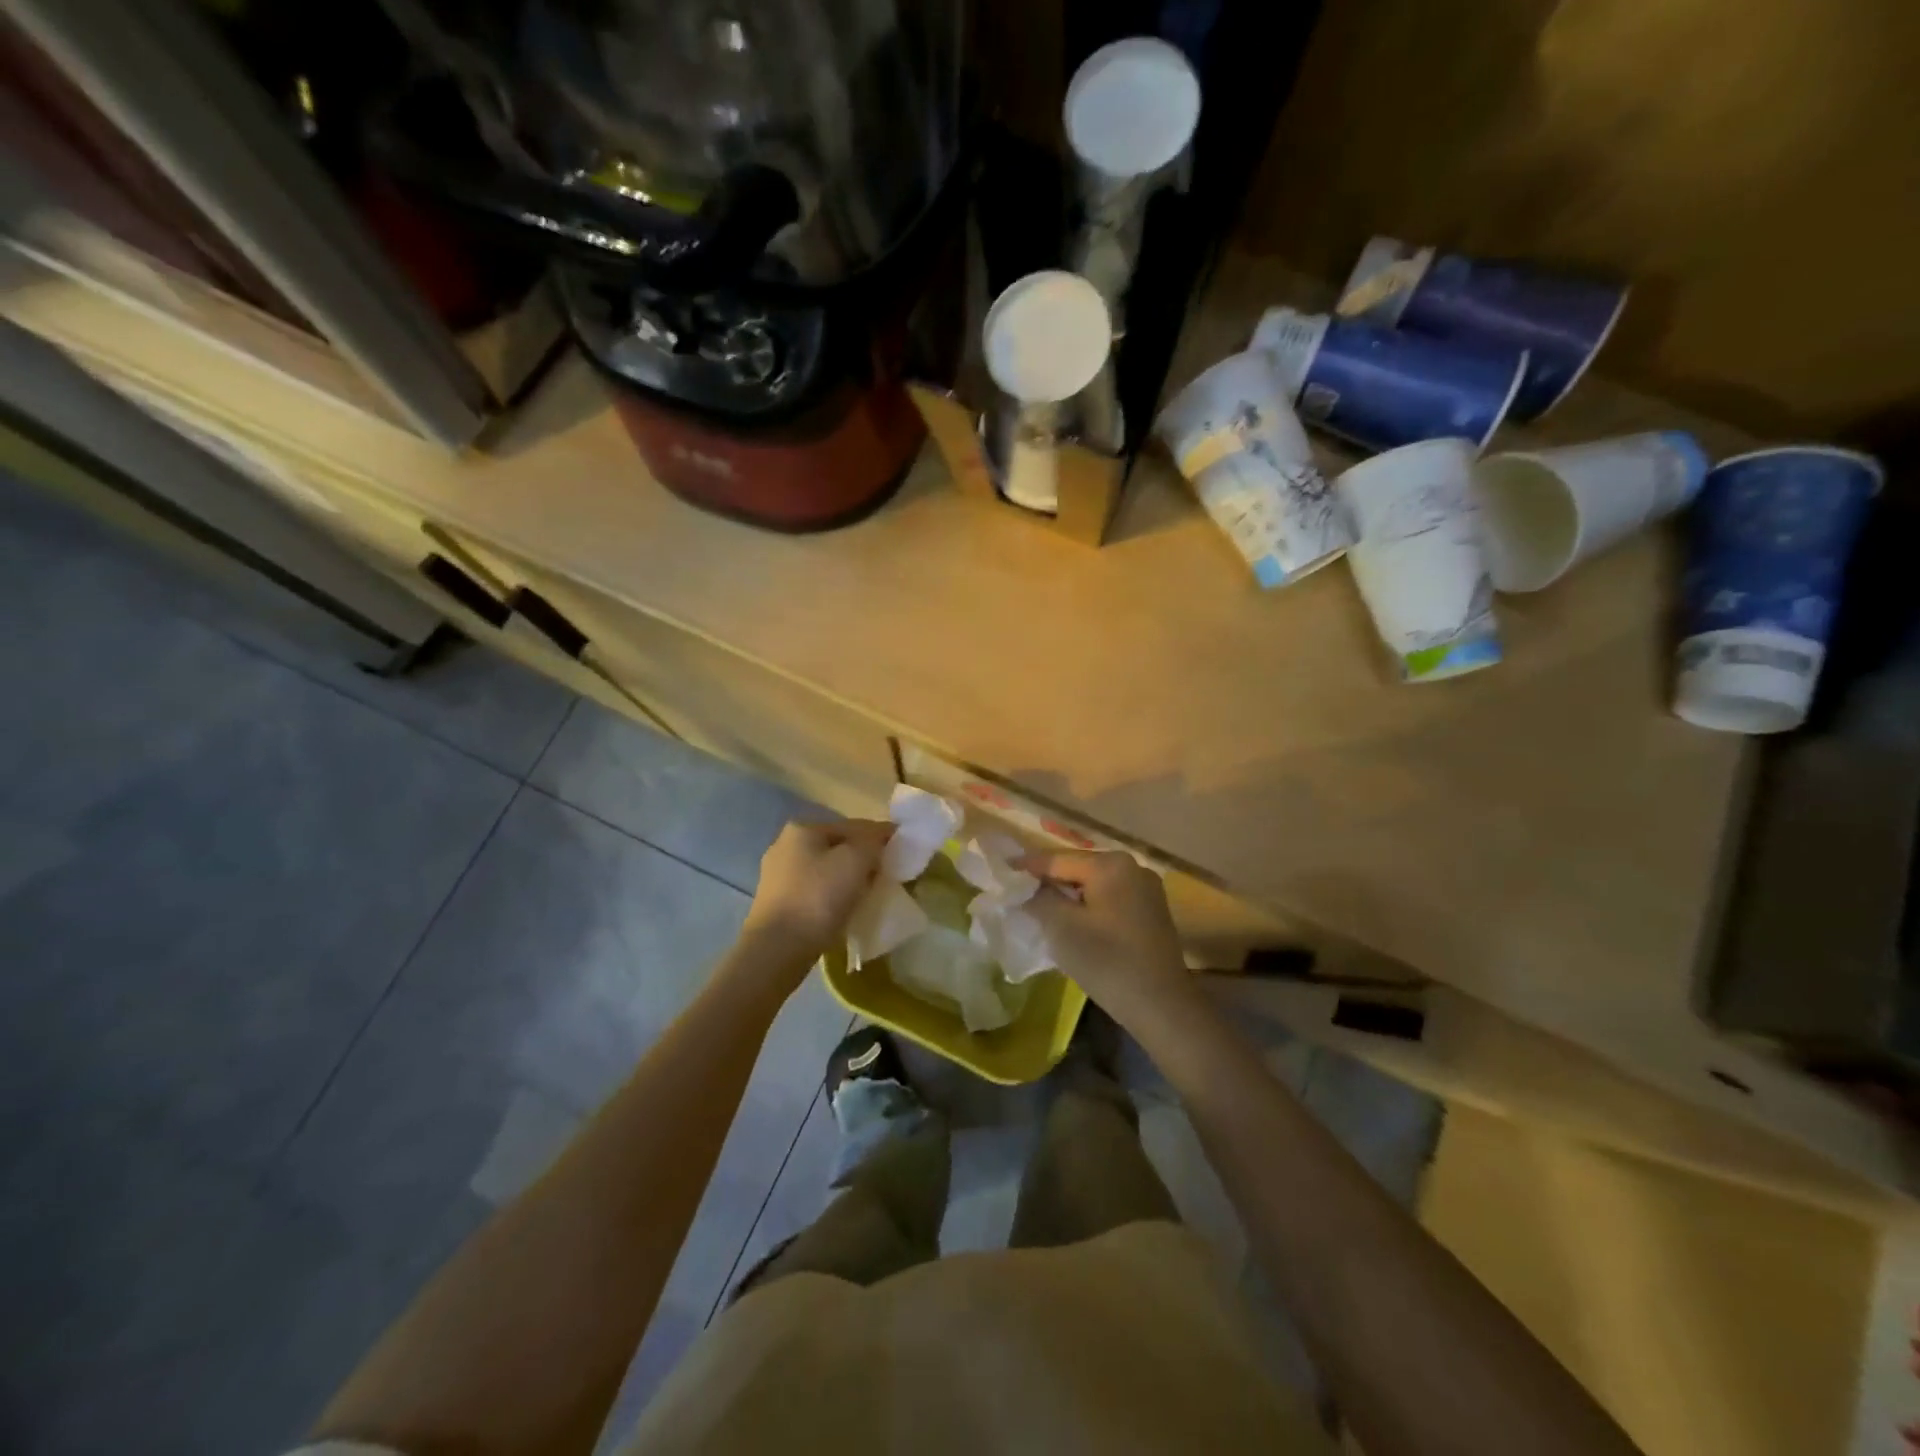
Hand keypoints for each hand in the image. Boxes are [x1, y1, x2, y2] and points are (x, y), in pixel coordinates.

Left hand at [741, 819, 892, 972]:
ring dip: (847, 879)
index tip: (902, 852)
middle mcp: (784, 845)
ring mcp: (776, 876)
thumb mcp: (856, 860)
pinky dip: (831, 897)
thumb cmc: (818, 898)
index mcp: (802, 828)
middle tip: (886, 876)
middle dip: (862, 859)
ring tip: (867, 896)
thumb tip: (880, 837)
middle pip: (837, 847)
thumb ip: (873, 842)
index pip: (853, 826)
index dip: (881, 836)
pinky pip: (814, 892)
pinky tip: (843, 911)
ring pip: (825, 870)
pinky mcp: (776, 904)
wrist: (777, 950)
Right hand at [1017, 851, 1195, 1026]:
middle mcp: (1133, 867)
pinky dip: (1088, 908)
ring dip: (1068, 897)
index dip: (1026, 867)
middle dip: (1048, 882)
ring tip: (1040, 909)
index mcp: (1111, 864)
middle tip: (1018, 893)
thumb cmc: (1107, 961)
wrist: (1161, 1006)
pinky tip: (1072, 923)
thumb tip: (1024, 886)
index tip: (1001, 869)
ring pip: (1094, 886)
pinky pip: (1110, 900)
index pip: (1057, 860)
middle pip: (1077, 869)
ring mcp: (1146, 890)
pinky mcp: (1151, 913)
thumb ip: (1038, 898)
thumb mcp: (1061, 927)